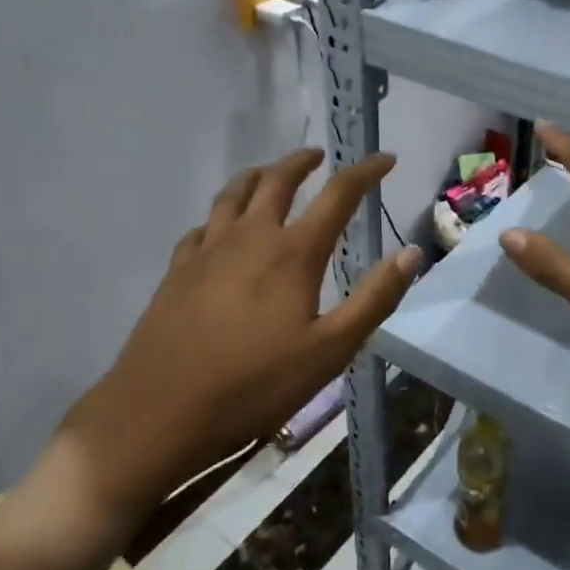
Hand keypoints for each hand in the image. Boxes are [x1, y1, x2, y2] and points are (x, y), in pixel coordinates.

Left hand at [54, 148, 420, 544]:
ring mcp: (208, 250)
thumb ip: (374, 298)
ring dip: (258, 176)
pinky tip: (221, 229)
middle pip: (277, 180)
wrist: (159, 412)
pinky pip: (203, 226)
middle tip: (318, 156)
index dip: (365, 172)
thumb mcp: (330, 350)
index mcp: (293, 252)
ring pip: (233, 194)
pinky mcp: (177, 270)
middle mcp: (250, 236)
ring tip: (270, 174)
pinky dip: (221, 216)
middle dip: (302, 162)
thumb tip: (411, 252)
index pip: (338, 195)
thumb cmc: (255, 385)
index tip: (385, 158)